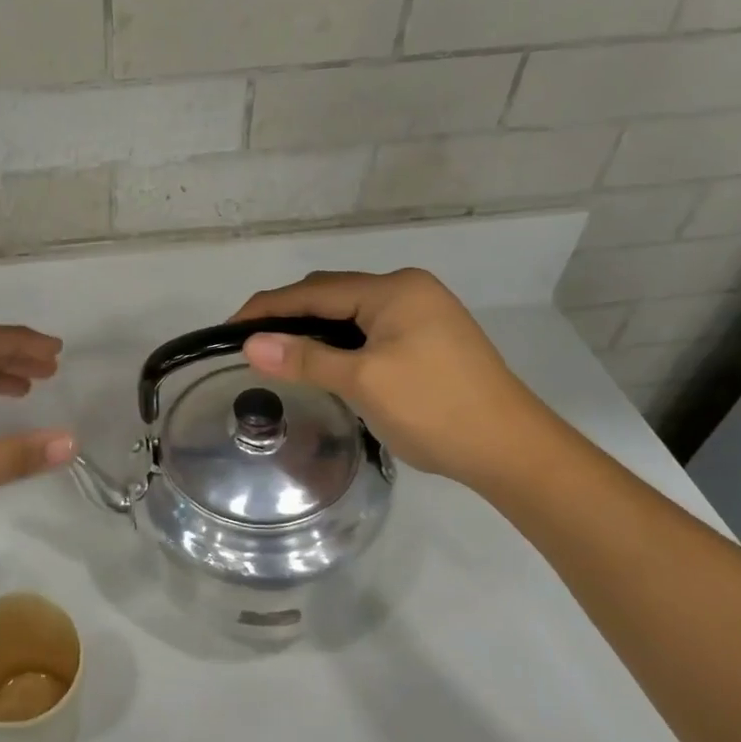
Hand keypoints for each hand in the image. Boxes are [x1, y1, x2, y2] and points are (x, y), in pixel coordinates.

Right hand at [231, 269, 546, 486]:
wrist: (512, 451)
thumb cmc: (435, 410)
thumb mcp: (363, 382)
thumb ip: (305, 358)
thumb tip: (250, 344)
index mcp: (394, 290)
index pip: (314, 291)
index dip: (267, 308)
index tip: (228, 329)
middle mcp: (408, 290)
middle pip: (332, 294)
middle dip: (289, 315)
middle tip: (251, 345)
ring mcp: (422, 314)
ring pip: (350, 313)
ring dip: (314, 330)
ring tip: (279, 354)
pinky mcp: (428, 339)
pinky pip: (369, 330)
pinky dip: (340, 342)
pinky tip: (324, 362)